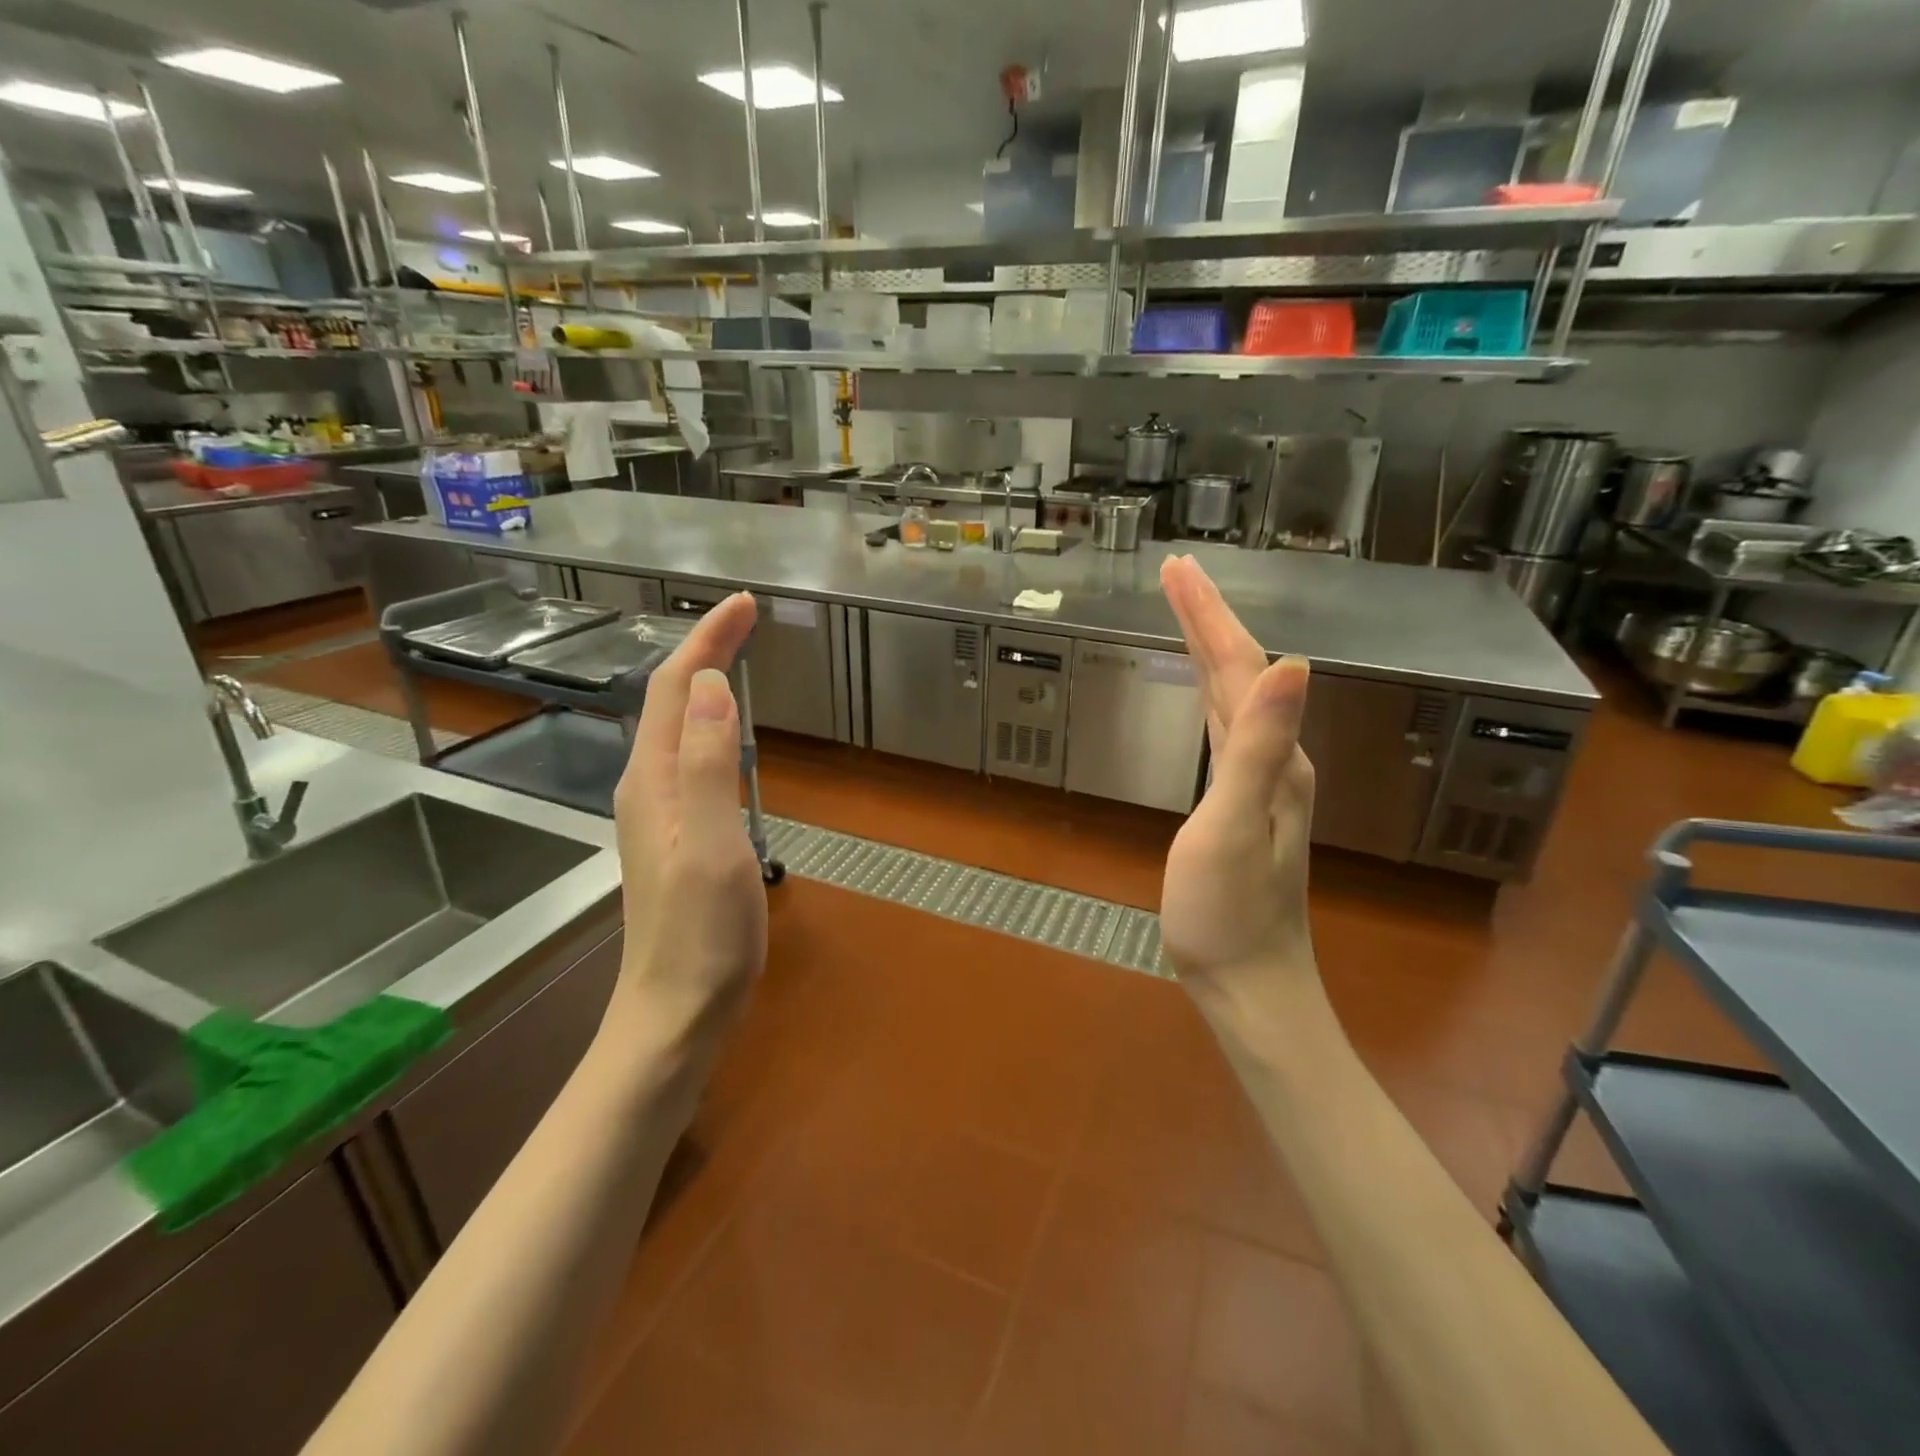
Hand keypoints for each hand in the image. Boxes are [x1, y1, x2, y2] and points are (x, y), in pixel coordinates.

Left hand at [609, 593, 766, 1048]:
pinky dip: (712, 725)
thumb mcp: (712, 844)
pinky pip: (692, 757)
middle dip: (706, 650)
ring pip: (680, 727)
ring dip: (706, 683)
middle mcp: (649, 785)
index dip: (709, 639)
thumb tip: (715, 684)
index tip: (745, 603)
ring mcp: (661, 812)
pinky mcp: (678, 834)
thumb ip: (710, 763)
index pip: (680, 687)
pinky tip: (729, 734)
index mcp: (655, 779)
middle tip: (748, 619)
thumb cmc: (700, 933)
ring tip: (738, 656)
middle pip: (674, 700)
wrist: (676, 1011)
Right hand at [1158, 556, 1317, 1009]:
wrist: (1250, 983)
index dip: (1209, 614)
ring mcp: (1262, 782)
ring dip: (1211, 648)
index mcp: (1274, 756)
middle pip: (1241, 671)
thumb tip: (1292, 661)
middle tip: (1175, 573)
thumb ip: (1257, 745)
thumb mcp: (1234, 827)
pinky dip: (1211, 692)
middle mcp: (1276, 758)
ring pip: (1235, 696)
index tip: (1177, 568)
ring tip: (1187, 613)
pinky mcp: (1242, 802)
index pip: (1241, 665)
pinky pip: (1226, 727)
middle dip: (1208, 618)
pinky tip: (1207, 690)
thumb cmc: (1228, 913)